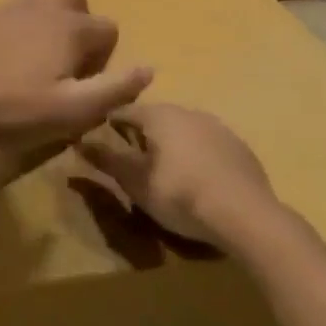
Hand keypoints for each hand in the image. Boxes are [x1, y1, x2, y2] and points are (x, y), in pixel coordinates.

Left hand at [0, 0, 152, 152]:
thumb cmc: (9, 110)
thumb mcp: (70, 112)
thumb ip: (114, 90)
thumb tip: (149, 69)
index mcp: (70, 27)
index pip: (109, 29)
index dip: (105, 60)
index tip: (82, 89)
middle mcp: (43, 6)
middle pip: (78, 1)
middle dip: (81, 28)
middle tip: (64, 68)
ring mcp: (8, 6)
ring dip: (52, 22)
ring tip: (38, 61)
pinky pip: (15, 10)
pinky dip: (22, 26)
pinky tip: (5, 60)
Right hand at [76, 102, 278, 246]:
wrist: (245, 214)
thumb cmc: (180, 194)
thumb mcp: (136, 182)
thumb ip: (108, 160)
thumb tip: (80, 142)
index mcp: (160, 115)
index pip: (125, 111)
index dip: (110, 125)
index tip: (101, 142)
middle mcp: (189, 111)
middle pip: (156, 118)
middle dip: (142, 136)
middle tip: (134, 162)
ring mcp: (219, 128)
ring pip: (185, 130)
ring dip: (172, 145)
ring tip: (166, 173)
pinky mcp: (240, 148)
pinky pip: (209, 146)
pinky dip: (198, 157)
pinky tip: (199, 181)